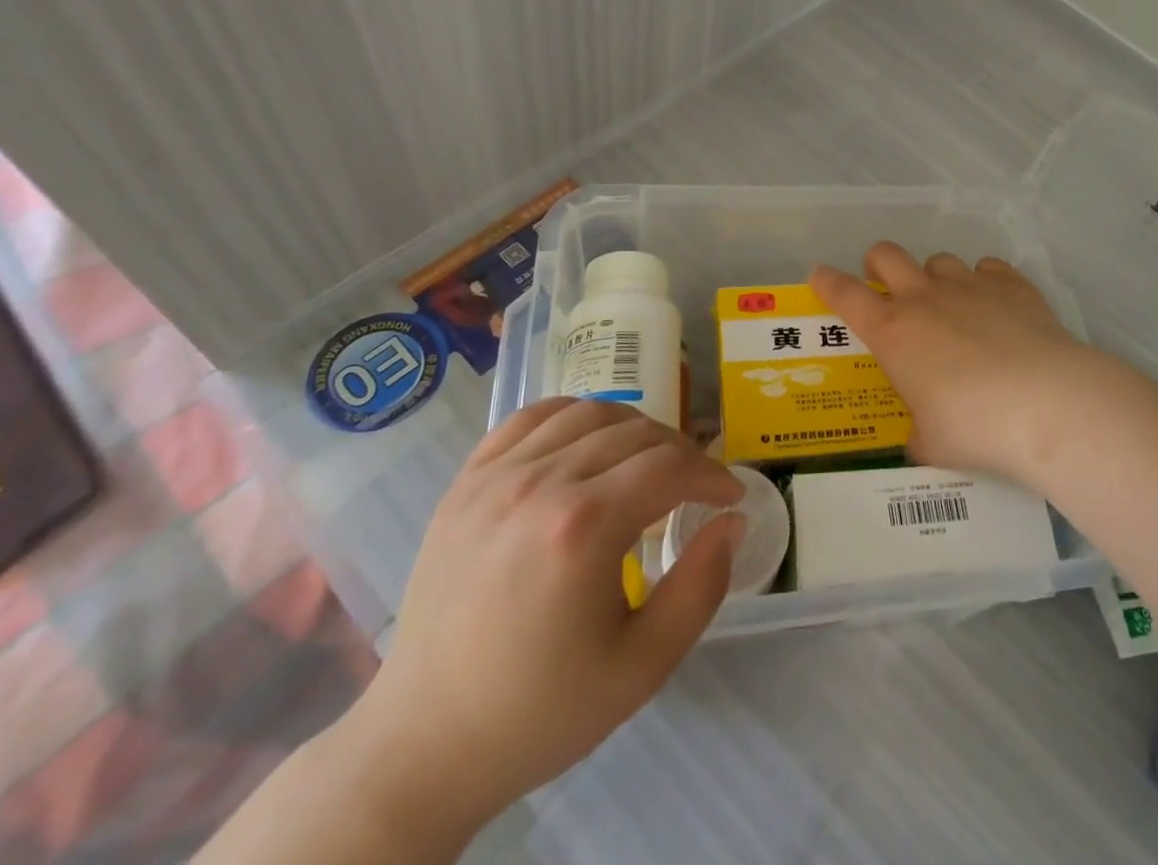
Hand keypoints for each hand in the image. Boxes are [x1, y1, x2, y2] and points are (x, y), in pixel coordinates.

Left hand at [325, 399, 744, 842]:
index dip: (711, 474)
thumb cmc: (541, 710)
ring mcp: (496, 475)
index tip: (729, 496)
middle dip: (680, 453)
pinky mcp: (466, 481)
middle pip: (635, 434)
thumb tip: (731, 520)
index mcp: (583, 526)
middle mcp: (540, 482)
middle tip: (694, 486)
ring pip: (588, 413)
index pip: (670, 466)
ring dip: (633, 429)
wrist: (427, 743)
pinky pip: (531, 417)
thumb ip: (701, 586)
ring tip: (646, 463)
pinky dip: (572, 415)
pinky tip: (587, 441)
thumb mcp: (643, 667)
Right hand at [811, 243, 1106, 482]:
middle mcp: (925, 297)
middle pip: (887, 254)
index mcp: (893, 331)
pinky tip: (995, 305)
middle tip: (886, 287)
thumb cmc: (974, 427)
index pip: (845, 295)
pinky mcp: (1011, 284)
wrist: (1046, 404)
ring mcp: (969, 285)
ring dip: (936, 278)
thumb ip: (918, 434)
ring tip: (951, 306)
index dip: (827, 282)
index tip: (819, 276)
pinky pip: (989, 267)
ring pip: (939, 260)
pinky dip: (985, 282)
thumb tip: (920, 439)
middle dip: (878, 264)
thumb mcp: (932, 443)